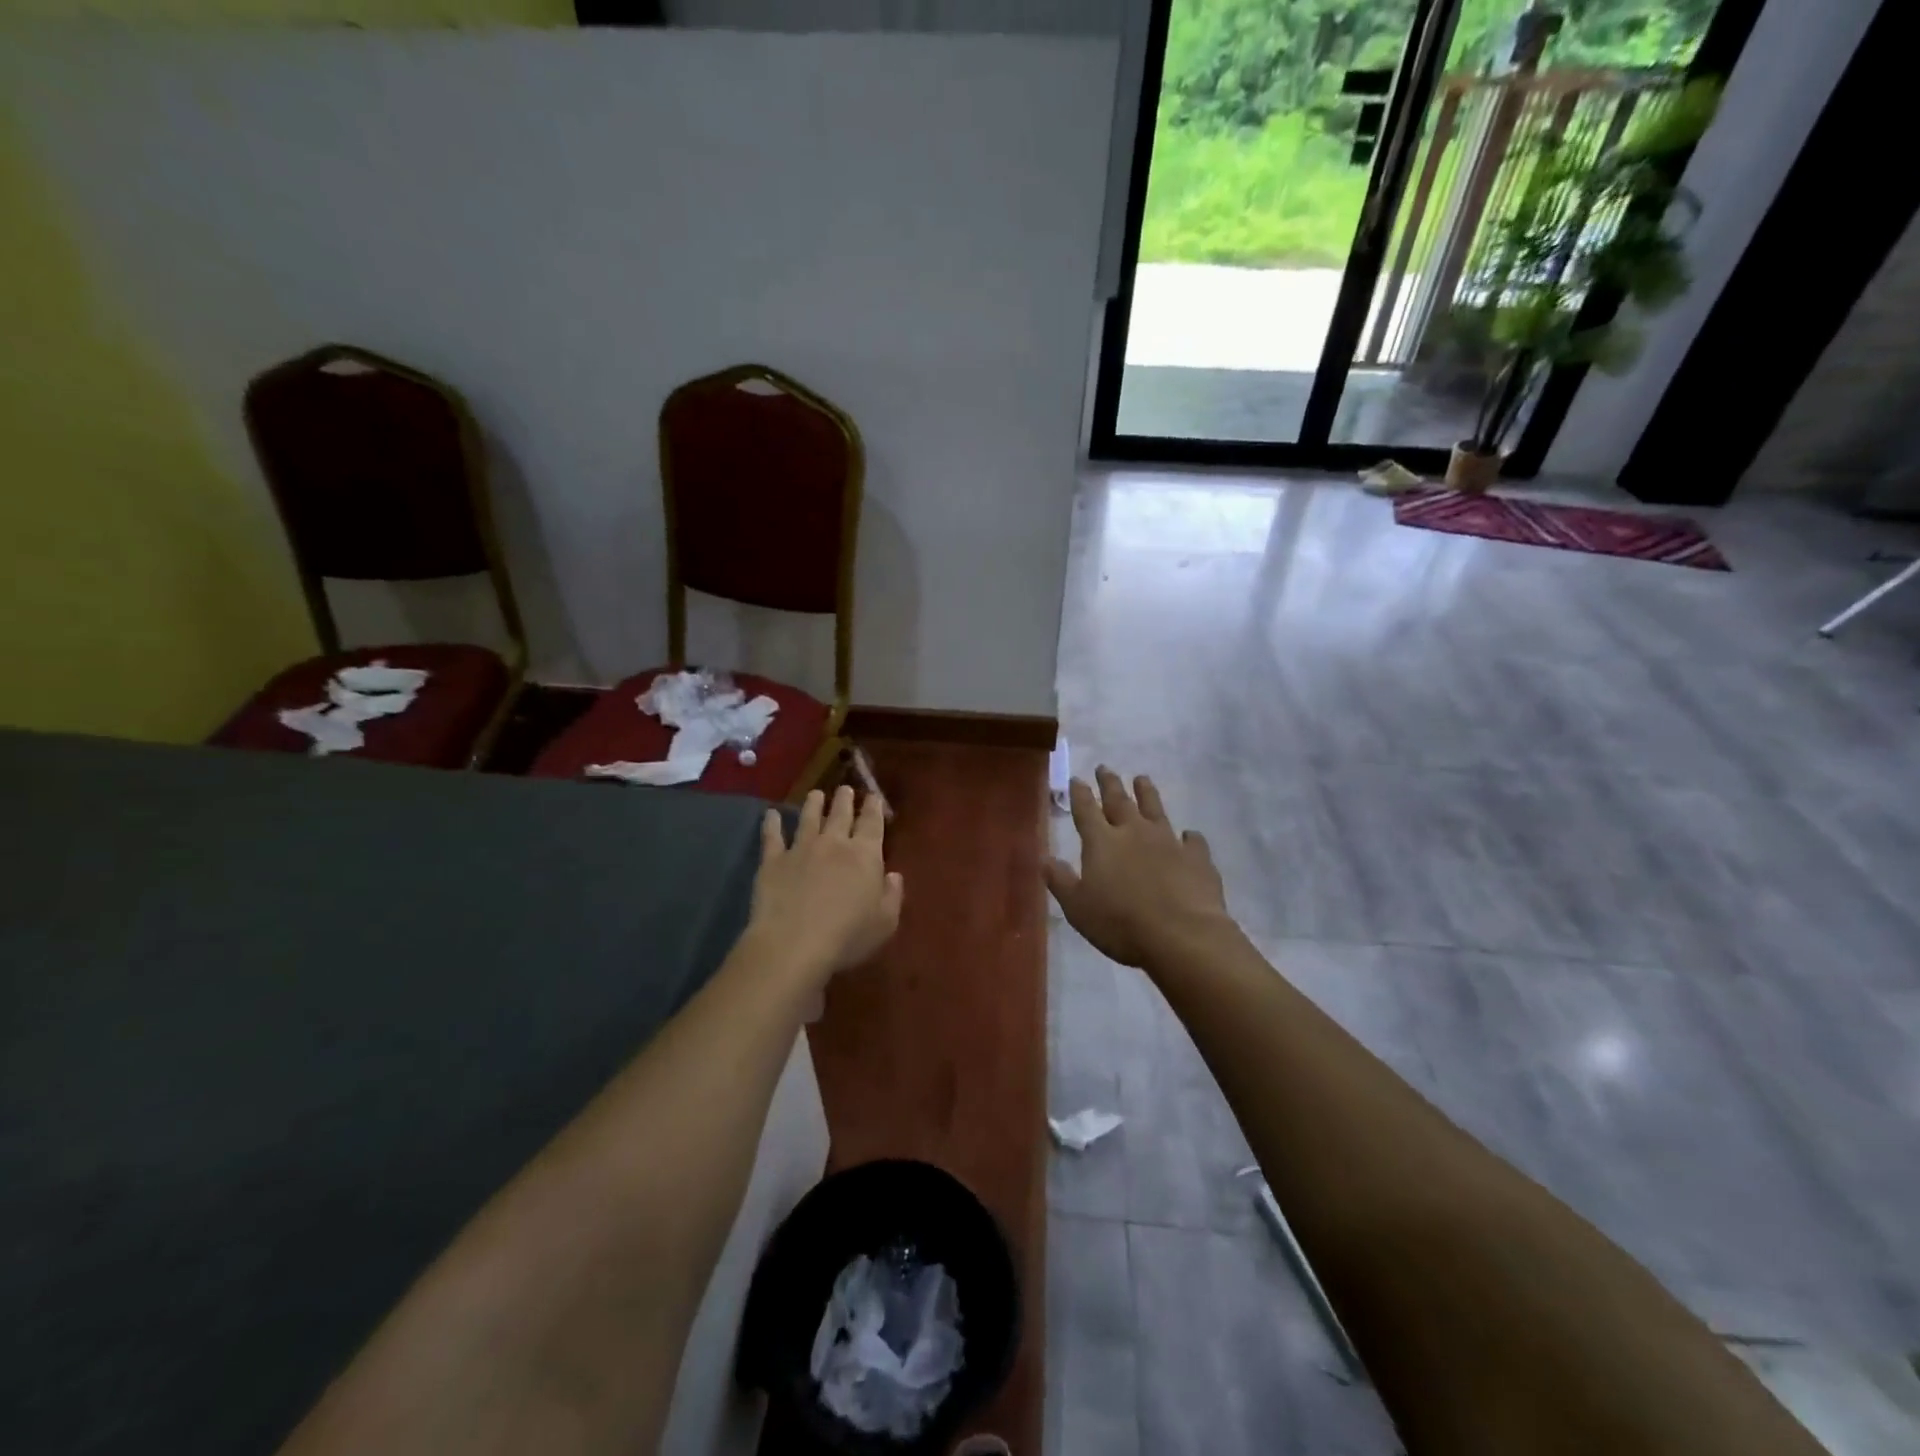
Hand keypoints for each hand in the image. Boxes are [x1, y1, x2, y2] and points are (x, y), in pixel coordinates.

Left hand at [748, 785, 903, 984]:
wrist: (794, 943)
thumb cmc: (848, 936)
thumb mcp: (885, 922)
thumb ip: (893, 895)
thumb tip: (893, 875)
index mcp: (865, 855)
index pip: (872, 823)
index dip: (874, 808)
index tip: (874, 796)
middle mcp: (834, 843)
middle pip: (841, 814)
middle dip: (845, 799)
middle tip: (846, 789)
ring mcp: (801, 849)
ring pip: (808, 818)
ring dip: (814, 804)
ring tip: (816, 794)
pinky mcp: (773, 861)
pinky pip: (772, 836)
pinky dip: (771, 823)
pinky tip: (770, 814)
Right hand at [1045, 767, 1230, 969]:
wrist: (1181, 935)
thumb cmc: (1120, 923)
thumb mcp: (1078, 908)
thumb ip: (1061, 881)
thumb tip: (1044, 858)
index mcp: (1102, 842)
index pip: (1086, 810)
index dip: (1080, 794)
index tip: (1077, 779)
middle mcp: (1134, 832)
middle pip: (1119, 801)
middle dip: (1110, 783)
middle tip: (1105, 768)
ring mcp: (1168, 841)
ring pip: (1155, 809)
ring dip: (1147, 793)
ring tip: (1142, 778)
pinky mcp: (1196, 858)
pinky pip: (1192, 840)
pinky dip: (1189, 837)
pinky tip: (1189, 835)